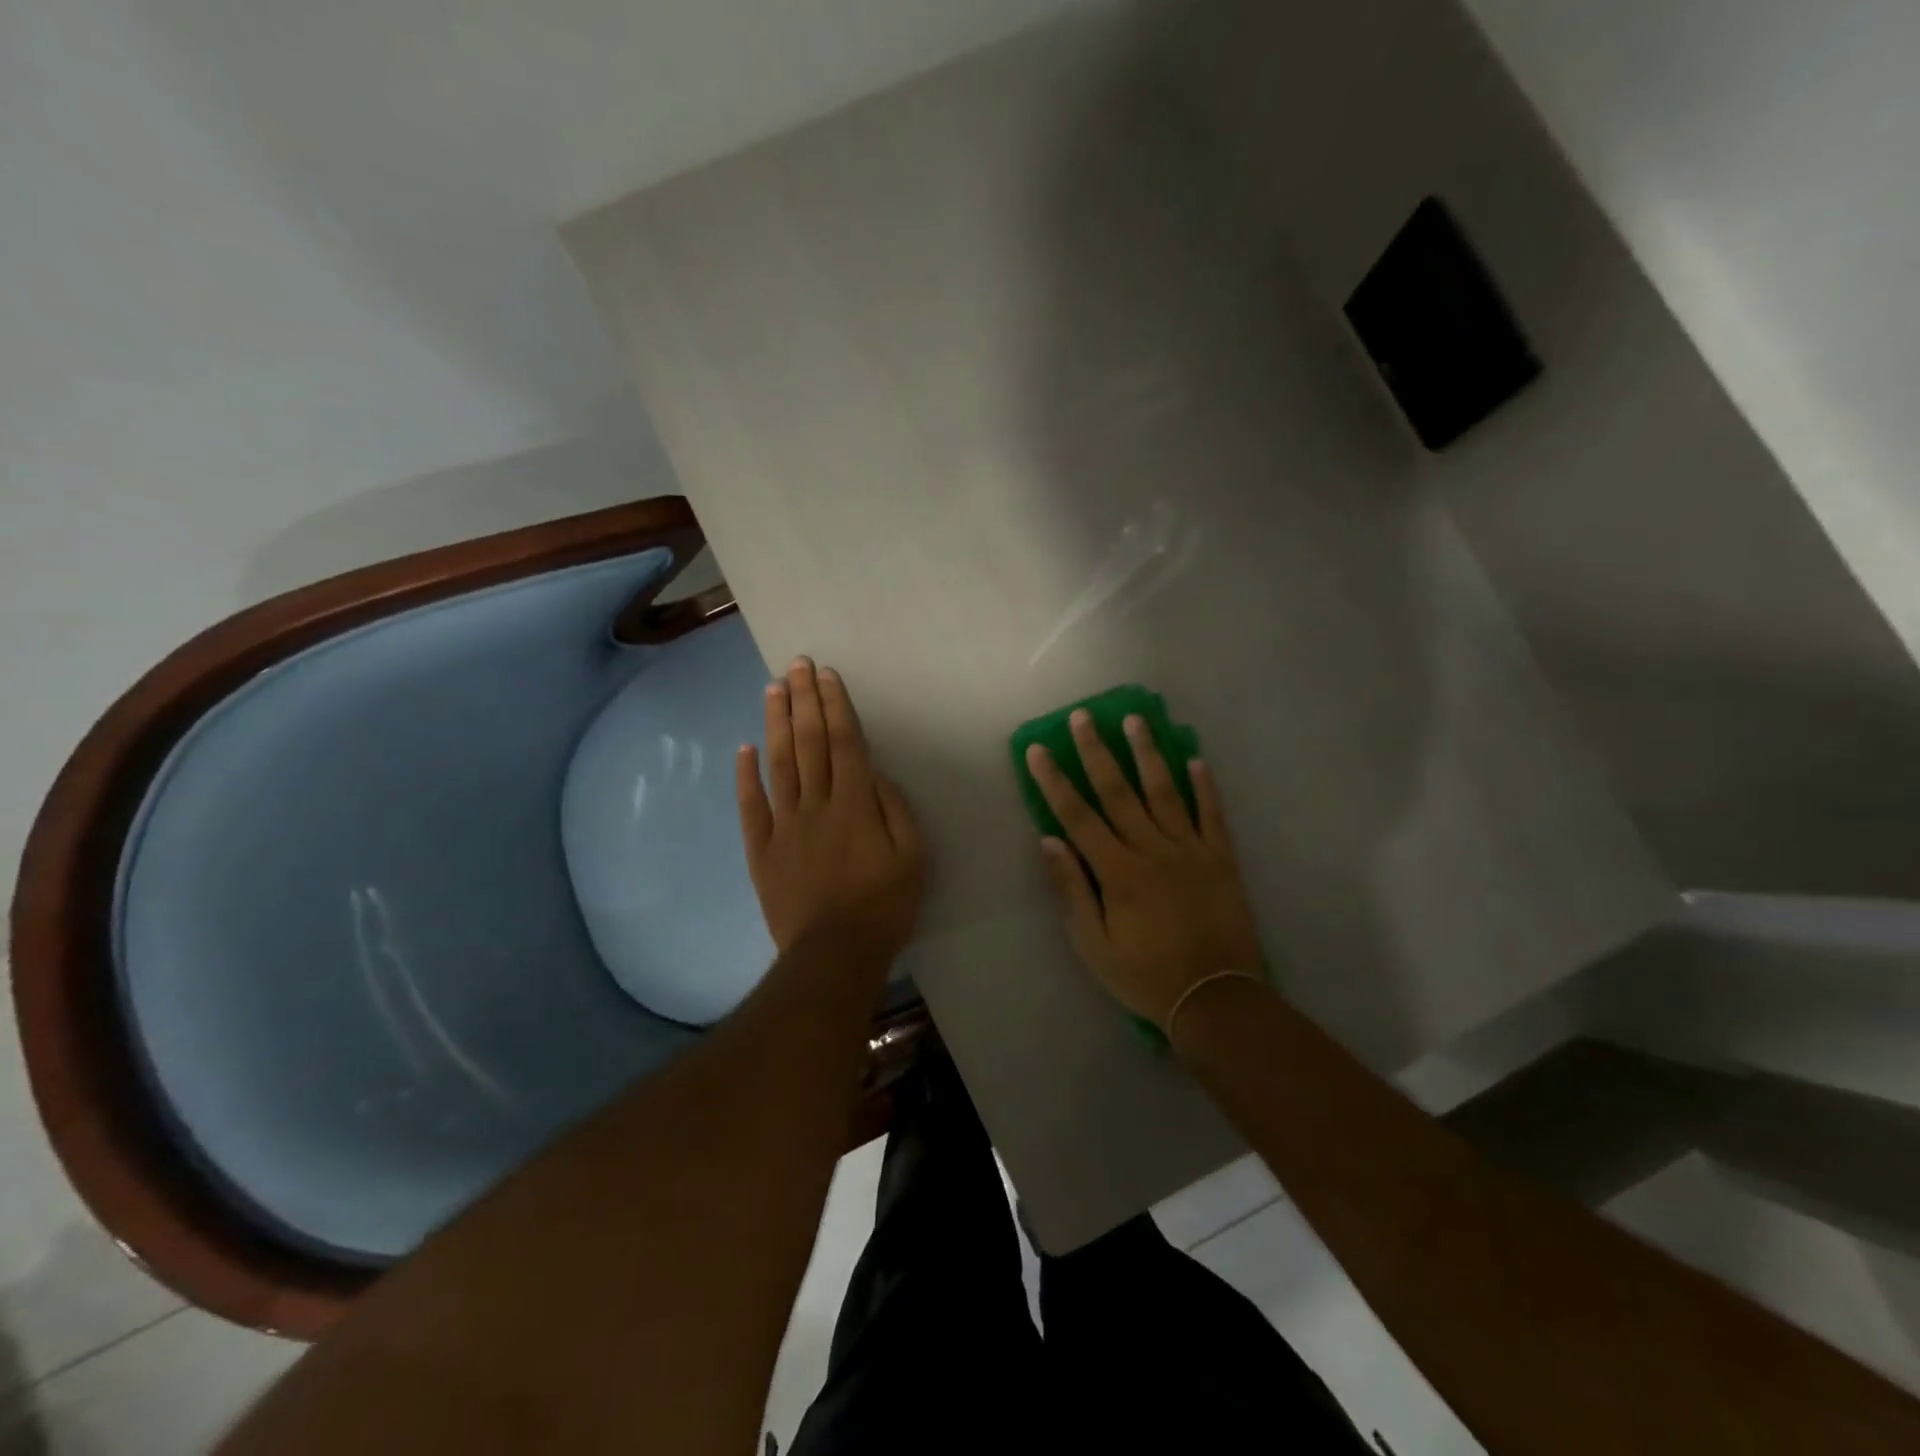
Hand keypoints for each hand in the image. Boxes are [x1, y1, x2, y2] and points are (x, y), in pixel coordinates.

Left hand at [737, 656, 926, 960]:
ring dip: (776, 724)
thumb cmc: (884, 906)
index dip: (835, 705)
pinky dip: (746, 776)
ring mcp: (784, 825)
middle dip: (804, 700)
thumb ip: (896, 809)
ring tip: (772, 689)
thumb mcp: (914, 857)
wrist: (834, 954)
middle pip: (809, 743)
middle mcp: (817, 805)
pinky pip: (752, 806)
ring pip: (779, 764)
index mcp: (855, 805)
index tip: (826, 675)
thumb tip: (875, 773)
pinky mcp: (762, 849)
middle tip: (796, 664)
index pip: (844, 743)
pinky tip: (744, 748)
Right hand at [1026, 711, 1262, 1026]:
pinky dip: (1205, 786)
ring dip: (1148, 753)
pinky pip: (1212, 814)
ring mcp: (1191, 850)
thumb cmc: (1146, 976)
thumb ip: (1072, 890)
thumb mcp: (1094, 946)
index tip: (1039, 749)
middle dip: (1097, 751)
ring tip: (1136, 720)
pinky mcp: (1221, 859)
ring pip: (1165, 791)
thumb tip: (1049, 840)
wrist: (1215, 999)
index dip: (1055, 780)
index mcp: (1118, 872)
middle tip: (1083, 717)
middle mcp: (1153, 850)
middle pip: (1119, 791)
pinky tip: (1196, 759)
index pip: (1078, 815)